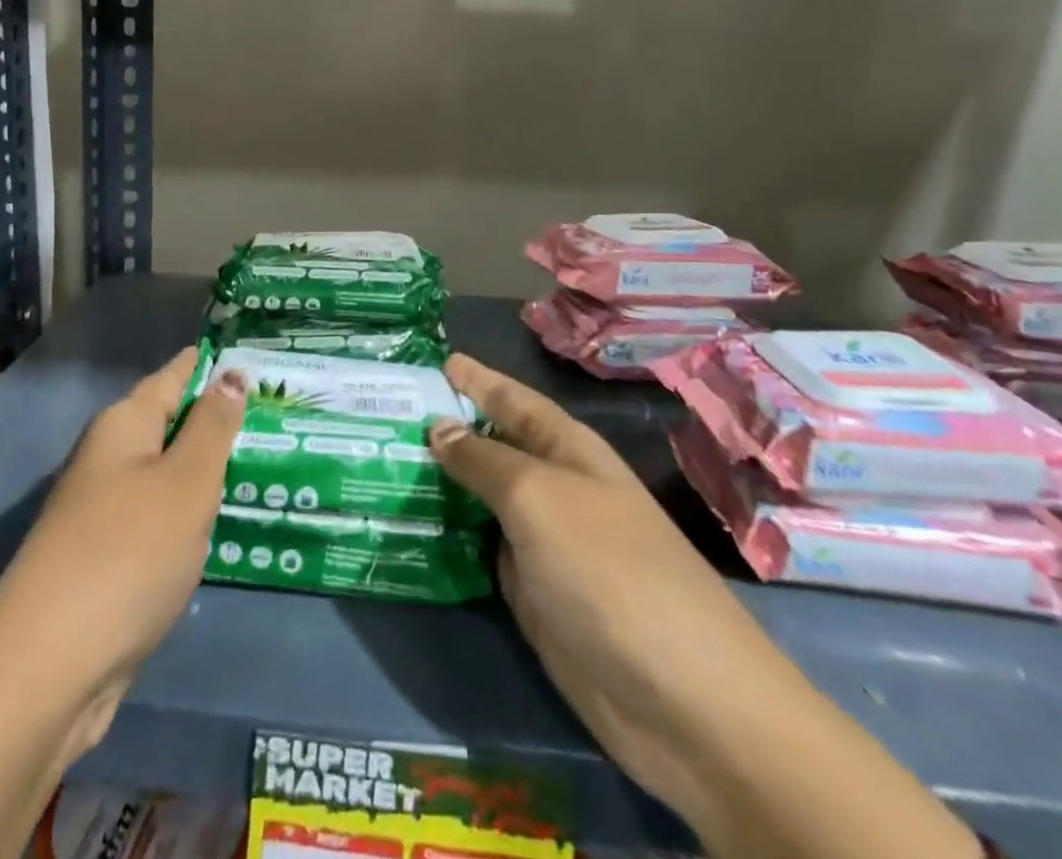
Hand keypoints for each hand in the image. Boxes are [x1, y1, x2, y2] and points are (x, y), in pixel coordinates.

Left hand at [0, 347, 247, 760]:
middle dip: (219, 416)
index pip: (175, 375)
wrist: (47, 669)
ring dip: (210, 468)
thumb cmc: (127, 553)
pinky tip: (227, 520)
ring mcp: (107, 512)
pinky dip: (195, 513)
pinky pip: (164, 518)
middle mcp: (110, 459)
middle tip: (280, 406)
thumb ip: (213, 427)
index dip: (211, 362)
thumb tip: (231, 375)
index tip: (255, 351)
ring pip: (169, 474)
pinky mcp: (111, 561)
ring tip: (268, 457)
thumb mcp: (185, 481)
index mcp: (124, 425)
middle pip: (172, 424)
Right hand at [428, 354, 980, 858]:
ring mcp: (542, 545)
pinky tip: (406, 528)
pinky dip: (446, 539)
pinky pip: (479, 553)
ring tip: (378, 463)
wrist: (683, 702)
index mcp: (566, 450)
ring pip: (479, 501)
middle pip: (490, 449)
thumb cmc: (610, 570)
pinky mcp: (532, 596)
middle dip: (443, 431)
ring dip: (437, 486)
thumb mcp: (539, 498)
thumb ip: (484, 461)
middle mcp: (553, 490)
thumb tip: (439, 428)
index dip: (476, 379)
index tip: (435, 361)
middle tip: (380, 413)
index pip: (511, 400)